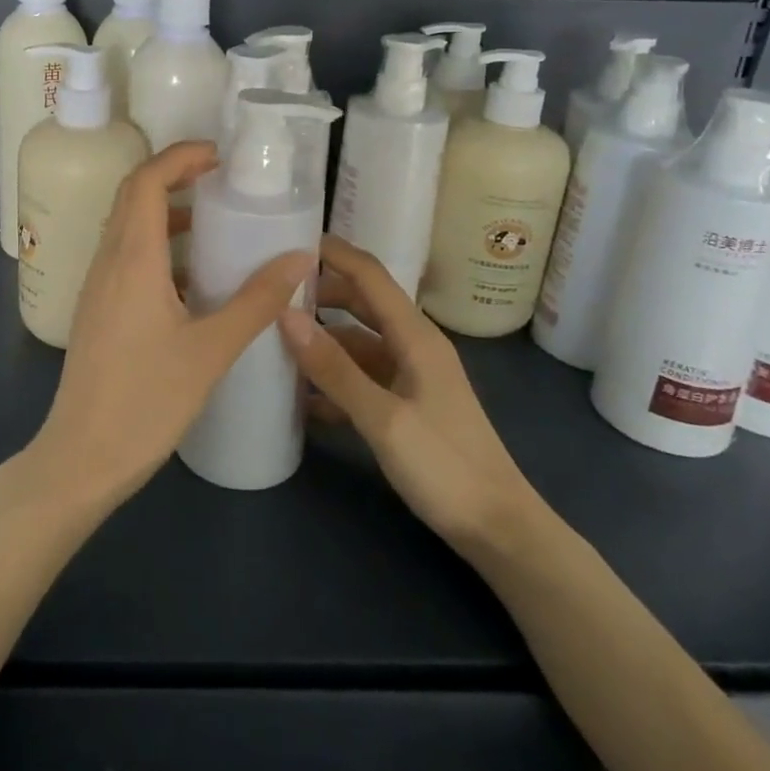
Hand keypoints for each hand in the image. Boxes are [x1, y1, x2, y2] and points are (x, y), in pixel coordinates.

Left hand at [19, 141, 314, 515]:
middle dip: (174, 176)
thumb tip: (299, 259)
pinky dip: (158, 247)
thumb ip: (256, 301)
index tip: (219, 156)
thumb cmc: (147, 401)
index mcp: (131, 259)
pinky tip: (193, 278)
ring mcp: (97, 286)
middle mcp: (107, 261)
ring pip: (127, 227)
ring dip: (166, 213)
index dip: (179, 157)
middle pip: (133, 196)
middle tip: (222, 180)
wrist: (82, 456)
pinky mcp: (98, 310)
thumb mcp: (211, 349)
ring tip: (214, 222)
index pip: (145, 181)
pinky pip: (126, 257)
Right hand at [279, 235, 544, 557]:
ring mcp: (410, 376)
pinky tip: (301, 396)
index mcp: (415, 336)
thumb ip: (334, 368)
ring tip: (274, 340)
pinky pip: (361, 376)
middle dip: (318, 293)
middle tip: (269, 292)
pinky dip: (333, 377)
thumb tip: (286, 317)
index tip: (286, 240)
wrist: (500, 530)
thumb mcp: (384, 419)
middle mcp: (412, 345)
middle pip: (360, 303)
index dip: (332, 252)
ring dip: (321, 340)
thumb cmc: (446, 467)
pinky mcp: (405, 404)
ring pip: (356, 342)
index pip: (369, 274)